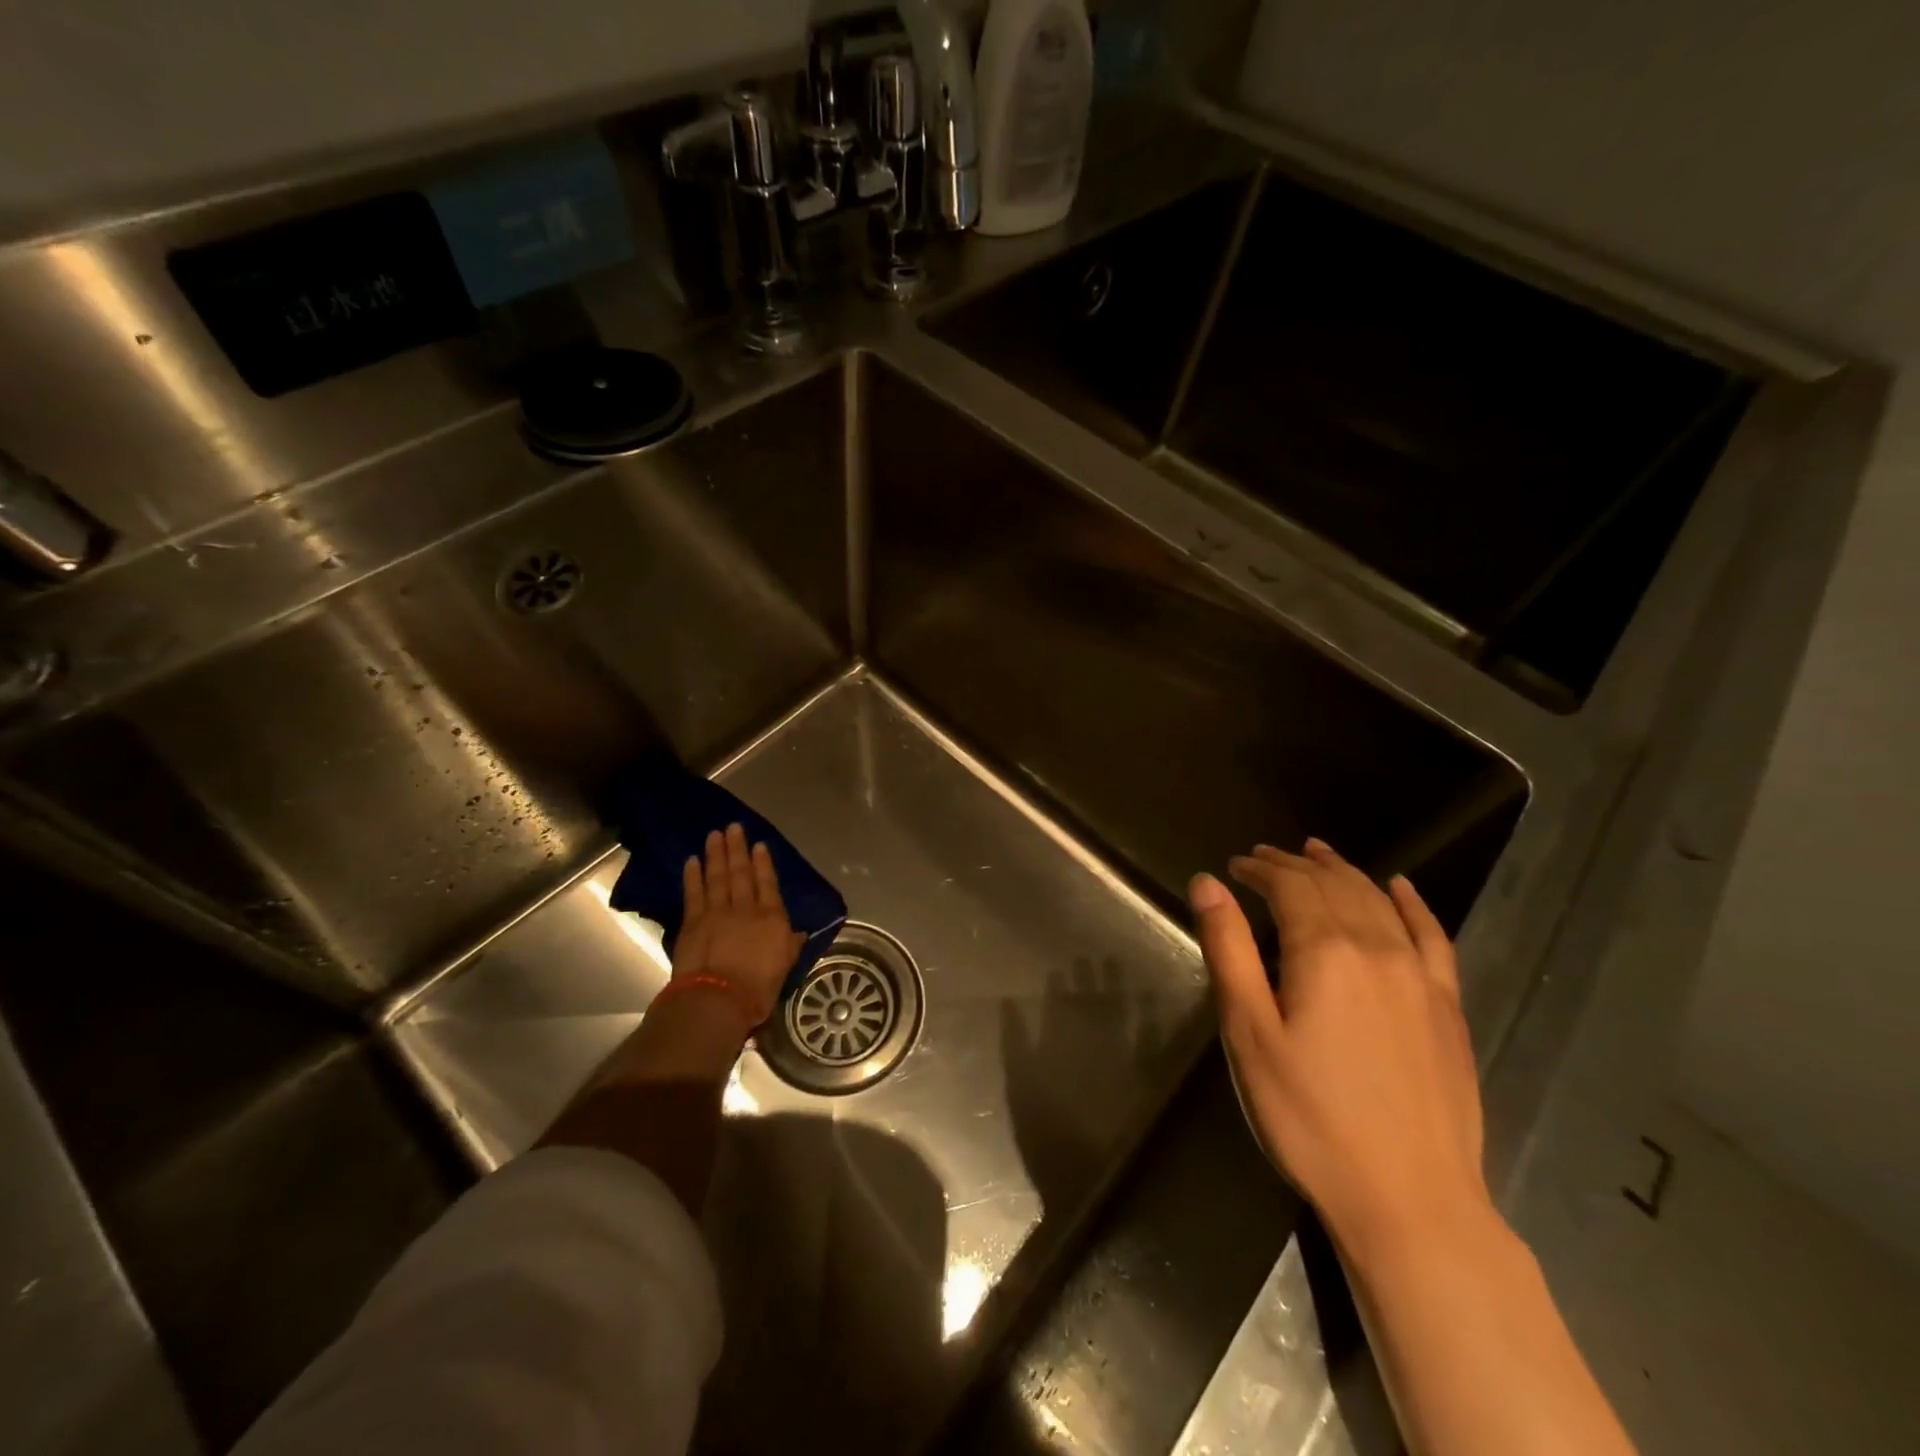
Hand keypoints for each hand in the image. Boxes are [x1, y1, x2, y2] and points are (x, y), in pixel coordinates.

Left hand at [672, 823, 806, 1026]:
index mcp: (772, 917)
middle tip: (733, 828)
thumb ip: (791, 945)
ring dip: (716, 854)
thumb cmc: (758, 988)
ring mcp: (717, 911)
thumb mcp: (785, 966)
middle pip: (741, 873)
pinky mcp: (693, 921)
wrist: (718, 998)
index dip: (763, 863)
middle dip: (737, 849)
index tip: (759, 845)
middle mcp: (746, 907)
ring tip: (714, 836)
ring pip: (717, 876)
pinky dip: (693, 875)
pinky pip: (694, 892)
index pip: (768, 883)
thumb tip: (800, 933)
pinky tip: (692, 861)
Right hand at [1188, 838, 1488, 1255]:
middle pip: (1333, 885)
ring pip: (1378, 901)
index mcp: (1324, 951)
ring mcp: (1420, 976)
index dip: (1260, 869)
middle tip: (1264, 858)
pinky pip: (1433, 936)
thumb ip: (1229, 949)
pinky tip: (1401, 887)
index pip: (1290, 886)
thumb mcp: (1249, 1033)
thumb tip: (1207, 882)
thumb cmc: (1309, 1116)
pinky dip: (1413, 903)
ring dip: (1344, 872)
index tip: (1236, 866)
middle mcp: (1377, 948)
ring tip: (1317, 854)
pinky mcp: (1448, 1006)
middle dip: (1295, 865)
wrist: (1409, 1198)